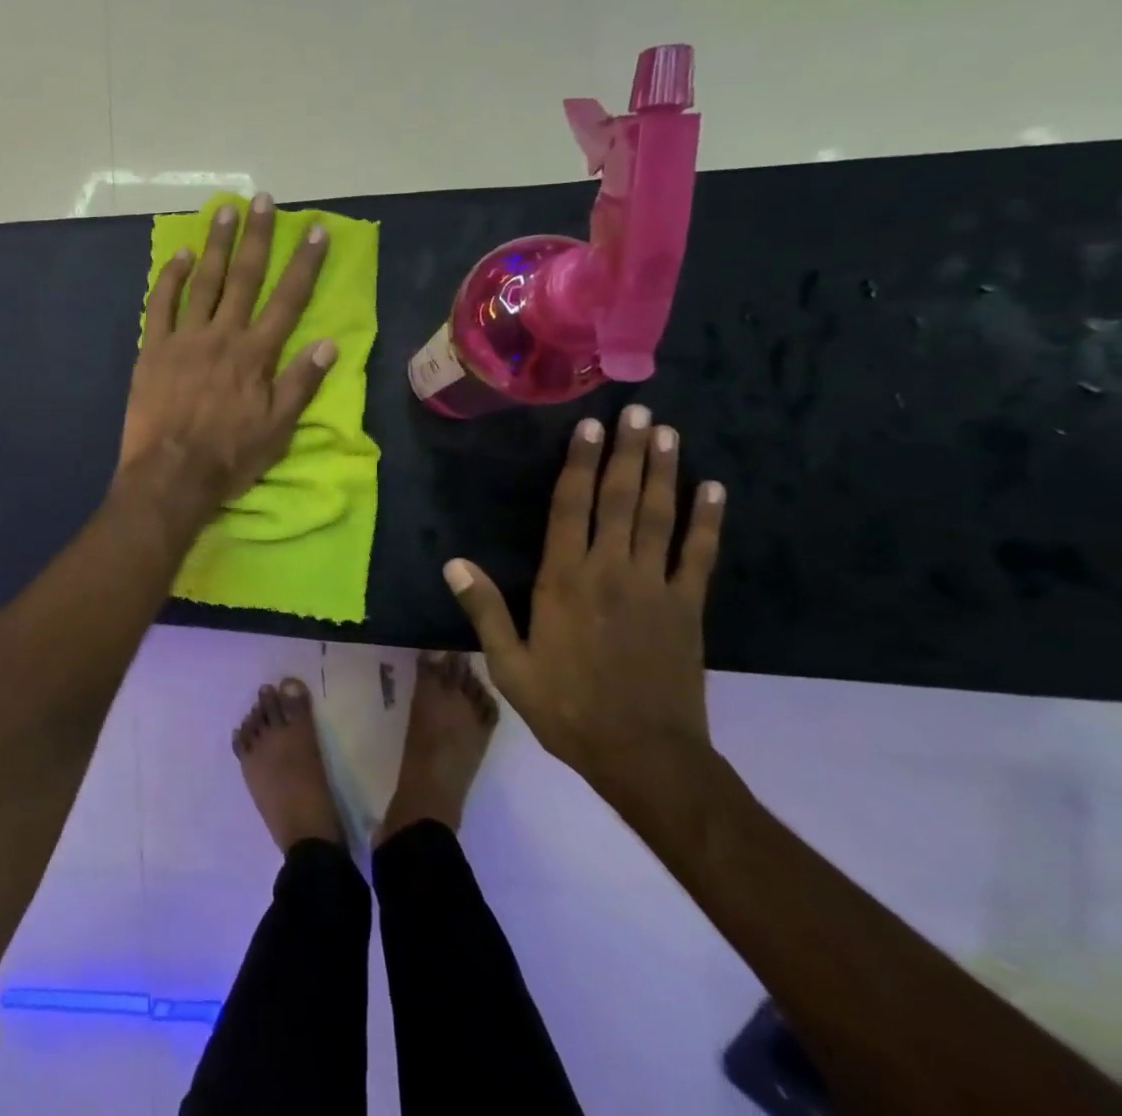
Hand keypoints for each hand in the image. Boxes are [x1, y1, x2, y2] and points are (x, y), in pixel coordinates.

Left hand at [119, 194, 335, 517]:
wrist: (170, 474)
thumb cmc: (229, 456)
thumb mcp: (278, 429)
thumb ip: (301, 383)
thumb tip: (329, 343)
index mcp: (256, 354)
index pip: (288, 300)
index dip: (305, 264)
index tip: (316, 230)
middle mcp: (223, 335)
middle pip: (245, 278)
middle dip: (257, 237)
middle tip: (263, 201)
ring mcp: (184, 339)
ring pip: (203, 282)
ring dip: (215, 245)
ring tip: (224, 212)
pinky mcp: (152, 349)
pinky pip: (160, 305)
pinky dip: (169, 278)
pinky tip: (178, 255)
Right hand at [443, 405, 725, 801]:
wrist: (645, 756)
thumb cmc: (567, 708)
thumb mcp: (509, 665)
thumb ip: (485, 610)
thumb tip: (454, 563)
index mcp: (564, 581)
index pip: (571, 509)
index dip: (578, 465)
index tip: (587, 428)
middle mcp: (611, 572)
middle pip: (619, 500)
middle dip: (625, 453)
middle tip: (635, 411)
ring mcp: (655, 587)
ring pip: (659, 517)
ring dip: (663, 472)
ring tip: (665, 432)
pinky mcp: (689, 608)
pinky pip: (699, 555)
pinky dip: (708, 521)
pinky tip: (714, 489)